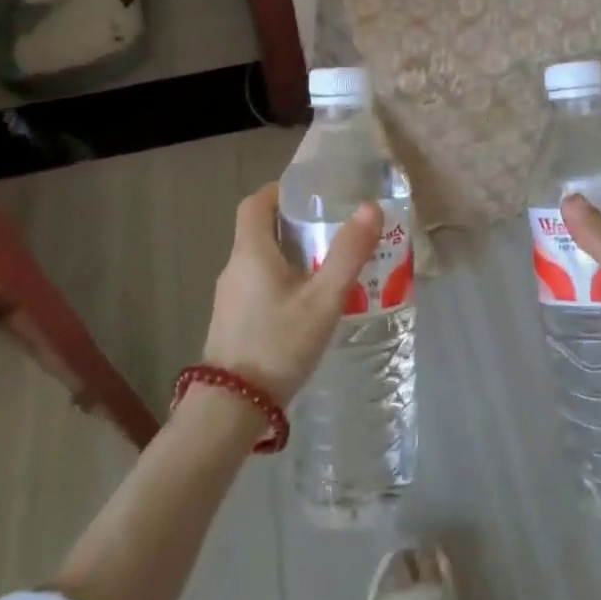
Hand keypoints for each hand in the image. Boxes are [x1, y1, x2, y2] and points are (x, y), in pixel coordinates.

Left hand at [203, 183, 382, 405]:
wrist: (232, 408)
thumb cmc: (279, 344)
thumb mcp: (323, 299)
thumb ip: (348, 253)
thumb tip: (371, 208)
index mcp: (251, 252)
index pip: (255, 203)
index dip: (279, 191)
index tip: (310, 193)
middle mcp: (234, 267)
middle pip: (259, 230)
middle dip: (293, 223)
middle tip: (331, 228)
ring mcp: (229, 296)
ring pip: (259, 260)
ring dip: (289, 253)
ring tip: (327, 264)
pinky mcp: (232, 320)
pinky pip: (257, 284)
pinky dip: (281, 279)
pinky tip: (307, 302)